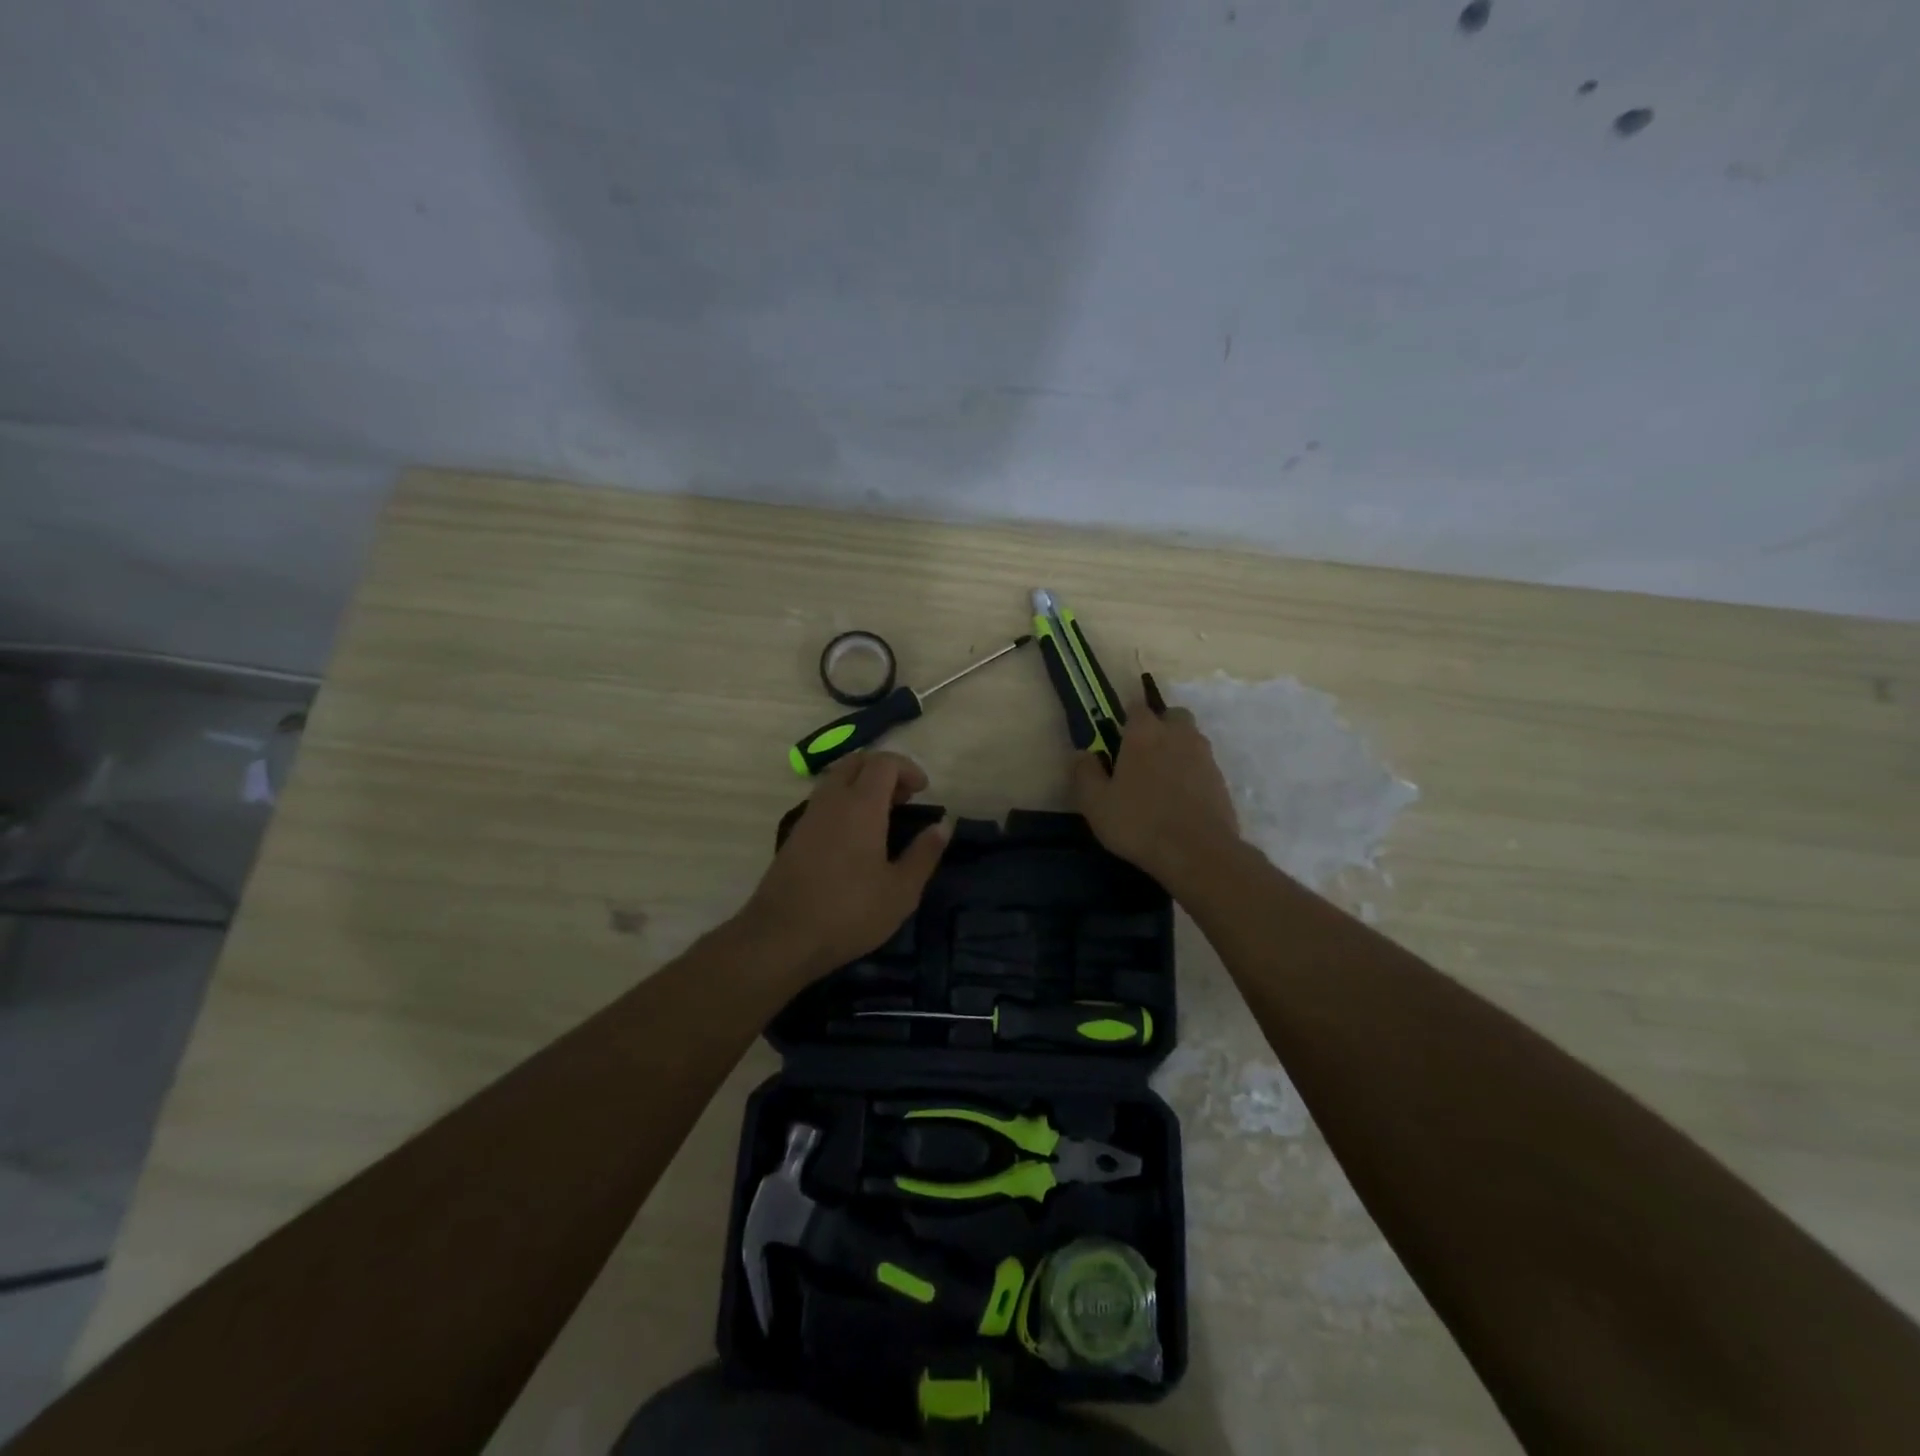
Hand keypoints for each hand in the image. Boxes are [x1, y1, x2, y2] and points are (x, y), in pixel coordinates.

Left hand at [738, 751, 949, 981]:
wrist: (781, 937)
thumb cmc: (849, 913)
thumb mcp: (901, 891)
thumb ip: (925, 853)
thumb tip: (944, 824)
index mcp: (861, 806)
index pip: (883, 763)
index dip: (908, 768)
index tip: (924, 790)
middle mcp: (832, 800)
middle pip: (856, 762)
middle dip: (884, 770)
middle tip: (904, 798)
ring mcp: (809, 815)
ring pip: (836, 778)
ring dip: (862, 784)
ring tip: (884, 816)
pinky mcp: (794, 834)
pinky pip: (824, 799)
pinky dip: (845, 801)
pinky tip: (857, 836)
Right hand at [1072, 674, 1239, 888]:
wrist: (1197, 852)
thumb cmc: (1139, 823)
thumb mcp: (1096, 803)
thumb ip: (1085, 773)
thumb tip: (1083, 754)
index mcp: (1144, 733)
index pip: (1137, 707)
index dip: (1127, 718)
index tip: (1118, 736)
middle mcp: (1178, 735)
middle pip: (1173, 716)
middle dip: (1160, 726)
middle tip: (1144, 754)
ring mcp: (1204, 756)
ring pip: (1191, 739)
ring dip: (1178, 749)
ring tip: (1162, 779)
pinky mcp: (1221, 780)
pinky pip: (1203, 766)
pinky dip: (1192, 773)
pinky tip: (1181, 798)